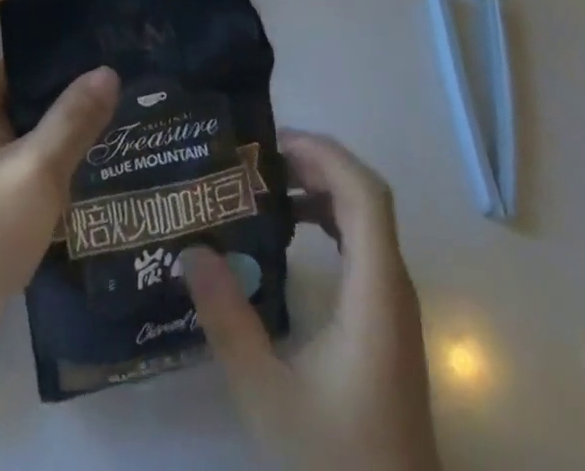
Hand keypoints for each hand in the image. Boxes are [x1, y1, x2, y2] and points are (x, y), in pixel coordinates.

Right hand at [181, 131, 440, 470]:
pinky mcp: (386, 323)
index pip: (366, 195)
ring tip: (265, 184)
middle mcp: (394, 287)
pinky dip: (328, 219)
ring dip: (321, 188)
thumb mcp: (267, 397)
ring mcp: (394, 306)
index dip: (324, 155)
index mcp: (376, 294)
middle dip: (314, 162)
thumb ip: (228, 320)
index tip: (270, 144)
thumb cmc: (337, 464)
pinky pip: (362, 245)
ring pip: (366, 219)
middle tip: (255, 158)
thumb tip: (190, 249)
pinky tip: (289, 230)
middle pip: (366, 196)